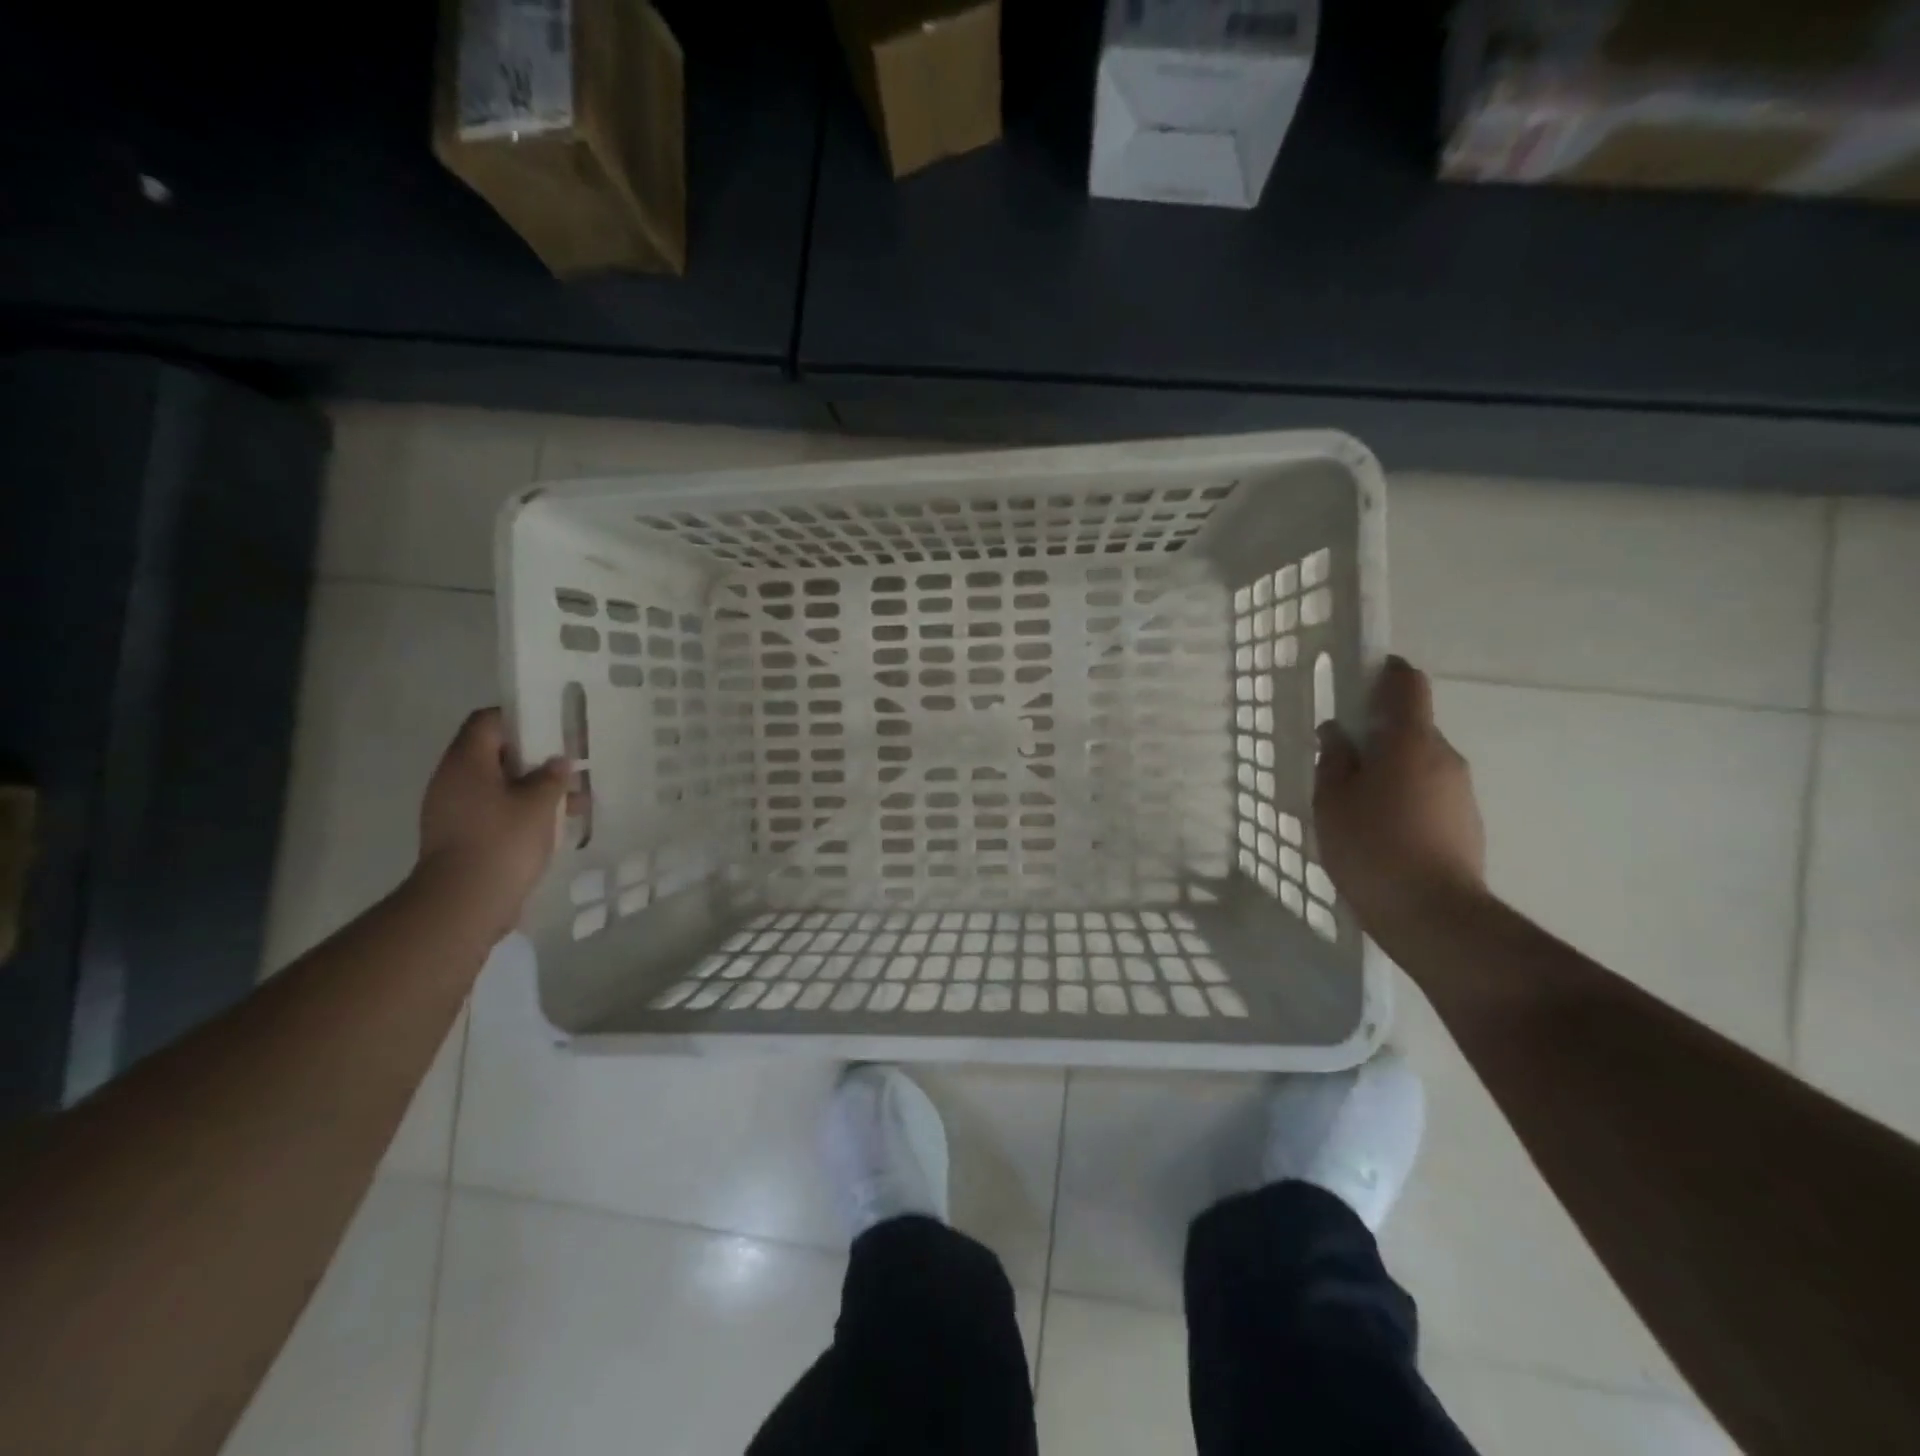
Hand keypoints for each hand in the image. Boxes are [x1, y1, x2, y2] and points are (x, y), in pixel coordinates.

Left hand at [415, 708, 569, 940]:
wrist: (464, 903)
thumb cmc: (503, 841)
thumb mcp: (540, 803)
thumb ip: (552, 777)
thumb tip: (558, 761)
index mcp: (467, 762)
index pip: (487, 721)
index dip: (520, 718)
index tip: (552, 727)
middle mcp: (453, 780)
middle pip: (494, 754)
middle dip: (535, 758)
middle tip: (570, 764)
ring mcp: (454, 811)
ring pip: (499, 786)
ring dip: (534, 789)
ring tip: (574, 799)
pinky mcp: (462, 837)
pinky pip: (496, 811)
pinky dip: (524, 812)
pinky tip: (556, 824)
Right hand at [1313, 657, 1486, 933]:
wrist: (1433, 914)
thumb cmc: (1371, 846)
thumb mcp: (1332, 800)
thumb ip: (1334, 760)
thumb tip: (1337, 733)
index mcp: (1410, 741)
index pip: (1407, 684)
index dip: (1385, 673)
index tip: (1359, 680)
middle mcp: (1444, 756)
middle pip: (1411, 726)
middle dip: (1377, 732)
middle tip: (1340, 758)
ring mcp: (1461, 790)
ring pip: (1419, 762)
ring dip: (1389, 768)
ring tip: (1354, 802)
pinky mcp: (1466, 821)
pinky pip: (1429, 791)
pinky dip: (1404, 795)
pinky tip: (1379, 828)